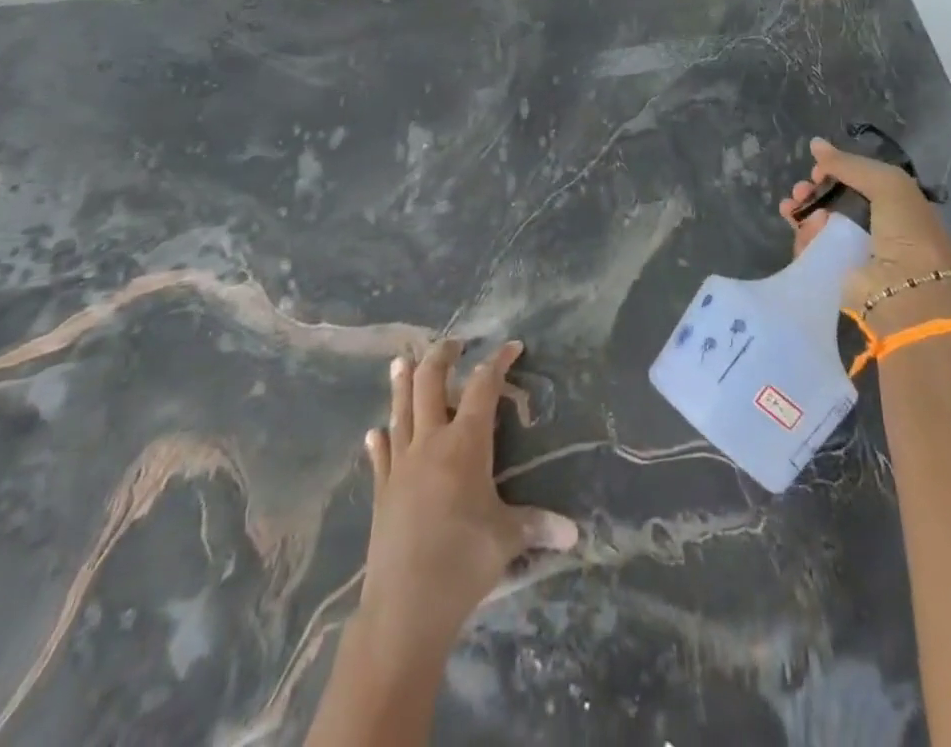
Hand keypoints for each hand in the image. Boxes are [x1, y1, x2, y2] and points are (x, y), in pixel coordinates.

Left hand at [355, 340, 579, 664]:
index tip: (512, 346)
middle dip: (441, 357)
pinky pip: (381, 455)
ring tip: (401, 360)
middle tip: (453, 343)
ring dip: (402, 383)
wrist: (405, 608)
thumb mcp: (508, 539)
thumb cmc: (463, 561)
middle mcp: (431, 442)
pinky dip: (380, 440)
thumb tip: (574, 533)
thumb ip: (538, 526)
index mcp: (466, 443)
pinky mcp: (382, 491)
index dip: (498, 362)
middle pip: (431, 383)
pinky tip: (376, 432)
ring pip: (401, 410)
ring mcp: (401, 465)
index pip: (484, 387)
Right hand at [777, 138, 950, 326]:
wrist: (908, 294)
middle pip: (835, 204)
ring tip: (793, 206)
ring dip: (804, 211)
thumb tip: (815, 144)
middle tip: (800, 189)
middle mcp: (876, 230)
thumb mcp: (888, 184)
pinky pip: (811, 250)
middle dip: (814, 192)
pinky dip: (803, 236)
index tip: (818, 168)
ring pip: (819, 226)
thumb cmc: (907, 232)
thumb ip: (850, 164)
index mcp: (897, 207)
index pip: (859, 184)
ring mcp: (854, 254)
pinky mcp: (835, 276)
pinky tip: (801, 227)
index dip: (837, 173)